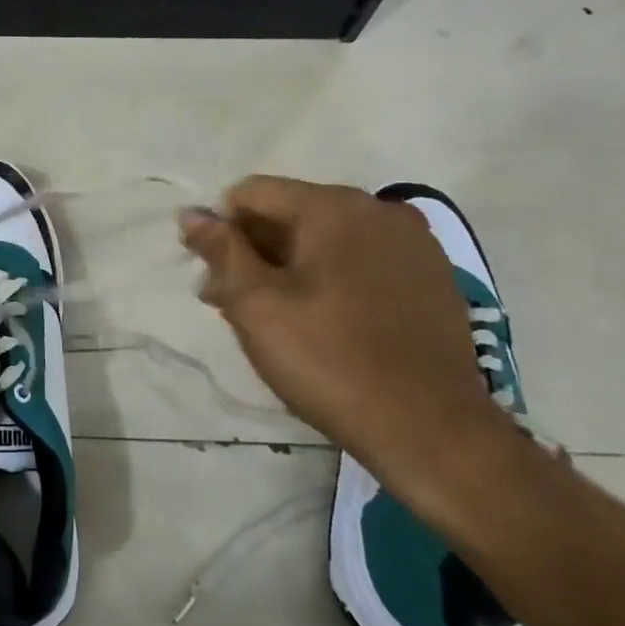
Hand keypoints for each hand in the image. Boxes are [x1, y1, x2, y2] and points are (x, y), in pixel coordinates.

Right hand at [180, 176, 516, 514]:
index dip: (220, 228)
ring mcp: (413, 245)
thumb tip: (191, 214)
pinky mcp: (433, 279)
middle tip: (227, 301)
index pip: (252, 193)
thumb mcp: (256, 304)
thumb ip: (221, 250)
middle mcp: (379, 211)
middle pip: (291, 213)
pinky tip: (320, 321)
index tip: (210, 274)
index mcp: (334, 207)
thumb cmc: (329, 360)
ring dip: (287, 266)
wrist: (432, 432)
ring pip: (326, 239)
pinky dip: (330, 278)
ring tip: (269, 316)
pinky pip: (361, 261)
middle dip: (252, 250)